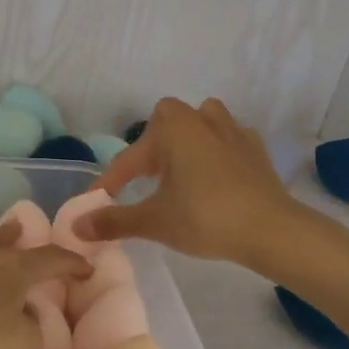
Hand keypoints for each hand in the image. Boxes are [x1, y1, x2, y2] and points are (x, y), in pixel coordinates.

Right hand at [75, 97, 301, 268]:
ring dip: (187, 139)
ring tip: (180, 169)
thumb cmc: (205, 218)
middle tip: (146, 178)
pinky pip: (227, 139)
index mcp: (172, 129)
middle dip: (153, 145)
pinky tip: (214, 176)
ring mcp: (232, 130)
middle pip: (166, 121)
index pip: (130, 157)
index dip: (111, 182)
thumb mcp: (154, 221)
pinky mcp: (255, 148)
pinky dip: (216, 151)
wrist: (271, 230)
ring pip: (202, 121)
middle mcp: (200, 118)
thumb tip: (77, 226)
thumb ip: (113, 221)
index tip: (98, 203)